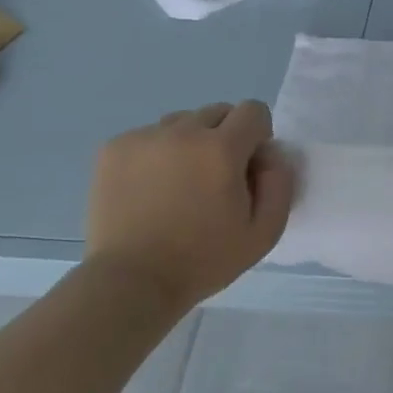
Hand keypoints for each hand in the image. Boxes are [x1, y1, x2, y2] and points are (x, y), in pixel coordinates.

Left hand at [84, 101, 296, 311]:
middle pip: (217, 112)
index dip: (258, 137)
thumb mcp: (265, 232)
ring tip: (179, 184)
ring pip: (181, 122)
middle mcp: (182, 131)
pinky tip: (151, 190)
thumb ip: (279, 184)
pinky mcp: (113, 148)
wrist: (132, 282)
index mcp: (221, 148)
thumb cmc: (204, 260)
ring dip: (190, 143)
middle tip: (215, 179)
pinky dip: (157, 154)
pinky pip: (148, 136)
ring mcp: (143, 138)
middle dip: (225, 137)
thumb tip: (271, 154)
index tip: (247, 169)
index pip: (253, 110)